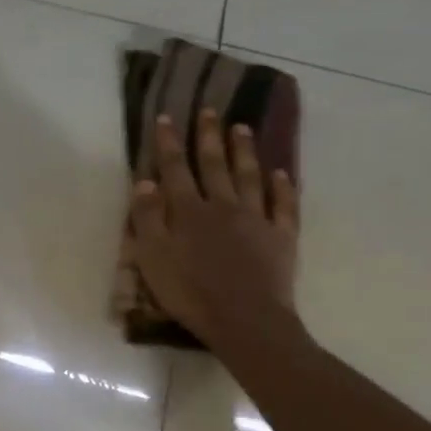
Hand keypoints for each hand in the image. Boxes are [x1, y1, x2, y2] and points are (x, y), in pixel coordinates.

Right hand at [131, 110, 301, 350]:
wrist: (245, 320)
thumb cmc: (190, 293)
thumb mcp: (153, 257)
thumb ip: (147, 218)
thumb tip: (146, 180)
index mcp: (189, 211)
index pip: (175, 169)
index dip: (169, 143)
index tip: (166, 118)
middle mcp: (223, 206)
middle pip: (214, 165)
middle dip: (209, 137)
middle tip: (209, 110)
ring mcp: (256, 219)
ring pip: (249, 177)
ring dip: (244, 151)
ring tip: (242, 128)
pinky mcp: (281, 238)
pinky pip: (284, 206)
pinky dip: (283, 187)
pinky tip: (282, 174)